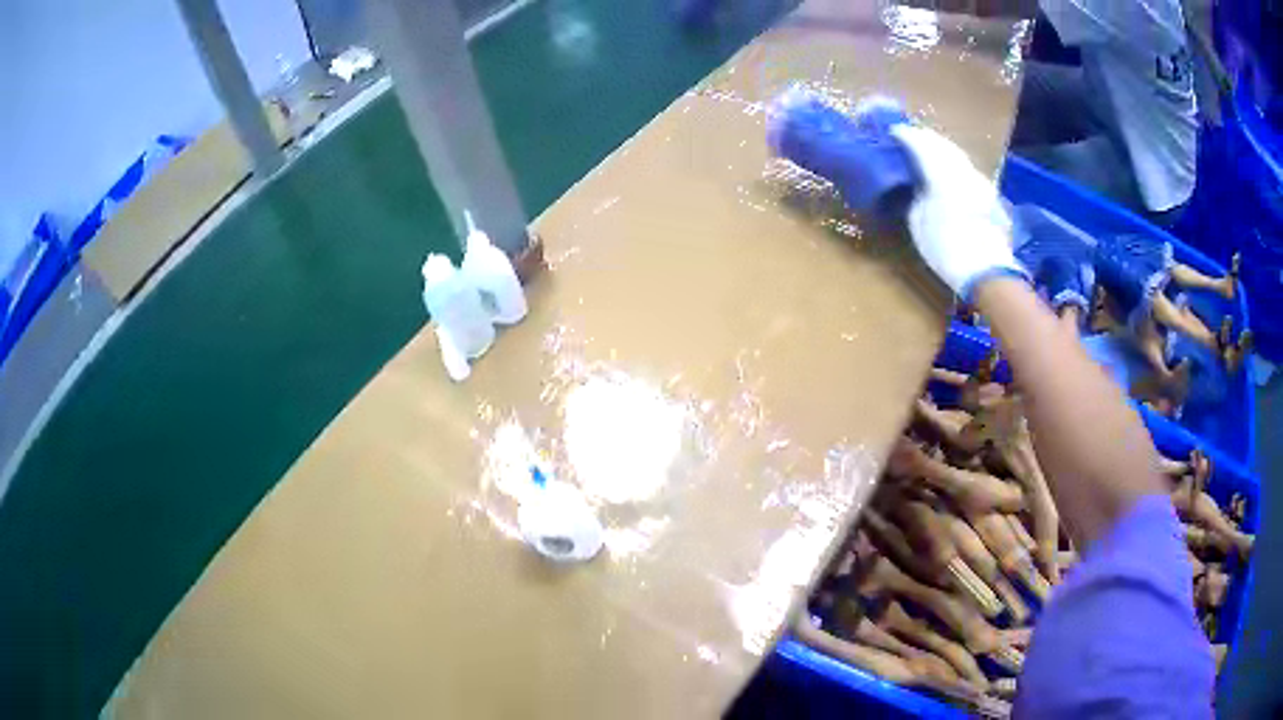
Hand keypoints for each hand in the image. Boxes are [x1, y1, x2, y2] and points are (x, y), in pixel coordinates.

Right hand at [891, 124, 1025, 298]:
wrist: (988, 271)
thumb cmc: (947, 249)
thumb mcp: (919, 222)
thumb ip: (917, 195)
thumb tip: (917, 185)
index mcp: (941, 172)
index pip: (920, 143)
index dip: (905, 135)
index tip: (893, 132)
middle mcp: (962, 168)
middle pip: (942, 143)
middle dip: (924, 137)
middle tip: (909, 137)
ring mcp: (978, 179)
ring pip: (956, 154)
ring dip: (940, 148)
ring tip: (927, 151)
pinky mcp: (988, 193)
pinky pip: (965, 168)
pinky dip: (953, 164)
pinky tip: (947, 172)